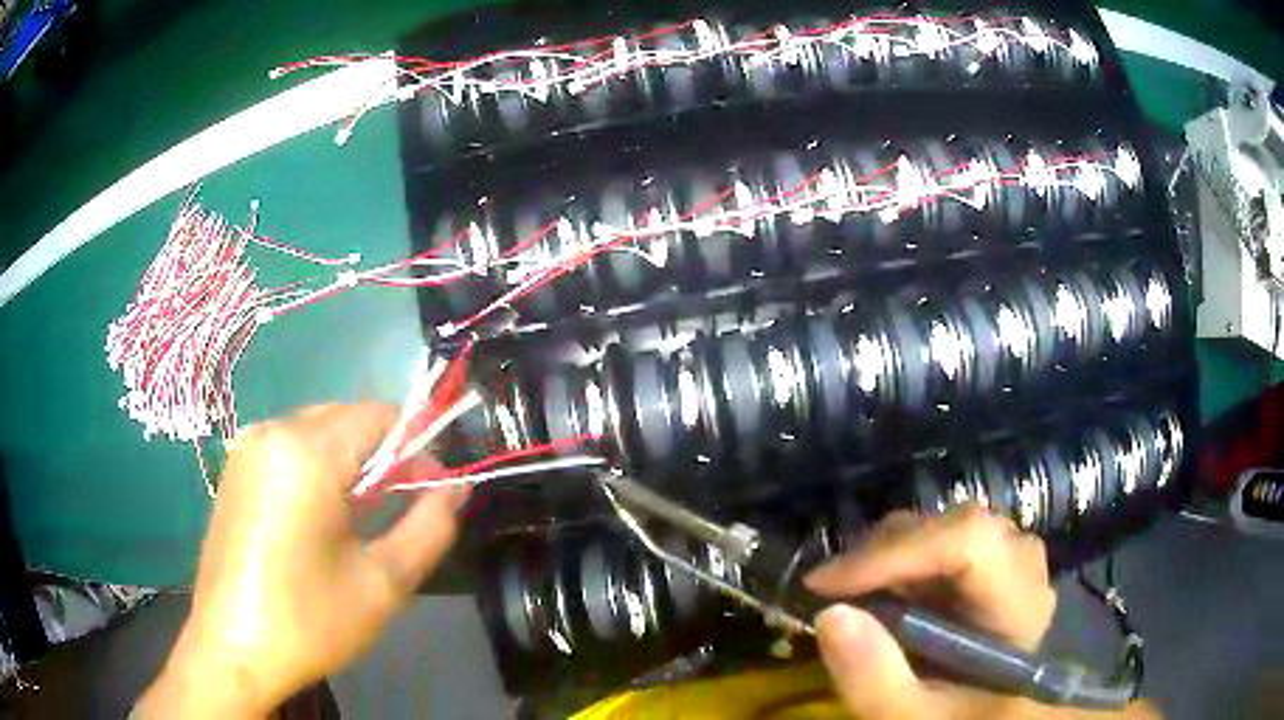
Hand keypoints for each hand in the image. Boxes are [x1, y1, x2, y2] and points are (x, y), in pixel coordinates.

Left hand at [139, 404, 465, 717]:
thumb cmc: (309, 620)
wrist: (233, 650)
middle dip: (383, 455)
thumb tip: (456, 489)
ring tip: (360, 519)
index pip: (379, 415)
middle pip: (346, 418)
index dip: (417, 446)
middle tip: (399, 509)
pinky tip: (320, 520)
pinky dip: (317, 470)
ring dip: (350, 463)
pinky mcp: (234, 471)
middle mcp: (271, 432)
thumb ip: (430, 527)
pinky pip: (288, 449)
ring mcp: (246, 449)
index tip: (433, 492)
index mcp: (305, 453)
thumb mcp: (383, 583)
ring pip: (316, 432)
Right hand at [805, 505, 1153, 718]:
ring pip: (943, 525)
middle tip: (830, 594)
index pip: (969, 543)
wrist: (986, 714)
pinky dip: (900, 562)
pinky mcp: (990, 558)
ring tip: (853, 598)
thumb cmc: (957, 717)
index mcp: (1020, 602)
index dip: (896, 554)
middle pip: (953, 527)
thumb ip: (875, 680)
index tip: (824, 586)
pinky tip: (881, 596)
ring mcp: (1009, 554)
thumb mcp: (911, 718)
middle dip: (884, 555)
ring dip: (888, 557)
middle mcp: (1023, 561)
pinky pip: (941, 539)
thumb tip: (828, 613)